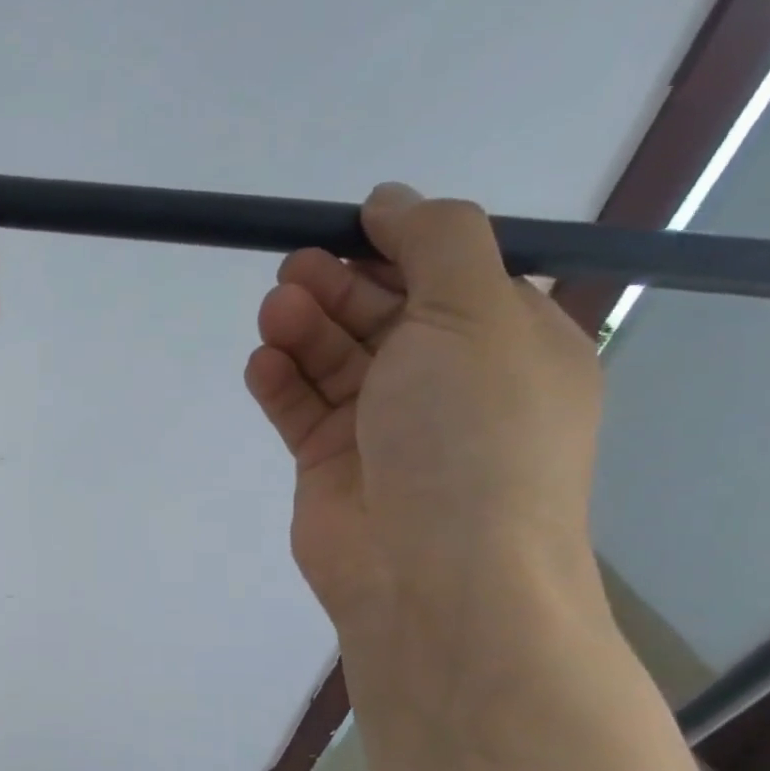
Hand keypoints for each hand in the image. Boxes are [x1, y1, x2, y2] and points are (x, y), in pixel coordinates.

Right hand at [244, 183, 602, 639]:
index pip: (448, 274)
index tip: (346, 229)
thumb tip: (391, 198)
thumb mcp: (477, 314)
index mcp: (507, 342)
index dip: (397, 246)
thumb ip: (437, 241)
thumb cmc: (471, 436)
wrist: (433, 573)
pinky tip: (262, 364)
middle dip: (337, 287)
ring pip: (333, 358)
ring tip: (274, 314)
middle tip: (294, 272)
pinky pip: (300, 406)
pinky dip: (280, 380)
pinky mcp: (328, 461)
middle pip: (380, 313)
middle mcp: (446, 380)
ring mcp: (384, 425)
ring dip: (303, 329)